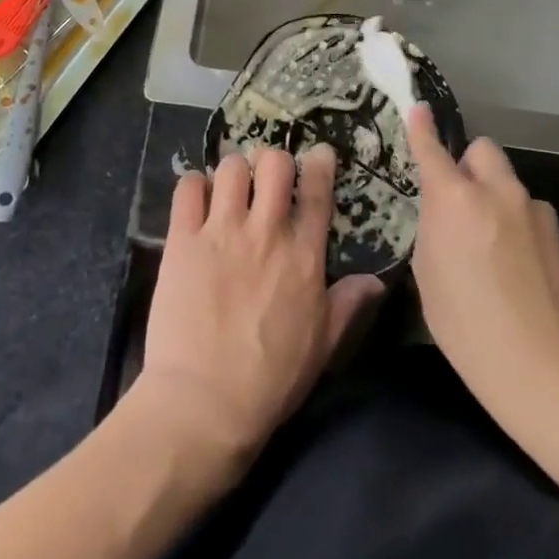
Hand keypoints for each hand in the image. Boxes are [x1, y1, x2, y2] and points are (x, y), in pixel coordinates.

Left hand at [133, 145, 383, 467]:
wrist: (204, 404)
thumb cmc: (270, 381)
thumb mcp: (323, 348)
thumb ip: (348, 306)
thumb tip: (376, 281)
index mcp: (303, 256)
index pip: (317, 191)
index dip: (320, 164)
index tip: (319, 153)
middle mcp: (265, 232)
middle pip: (274, 163)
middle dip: (273, 161)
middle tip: (266, 178)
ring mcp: (221, 232)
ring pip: (231, 167)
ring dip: (233, 171)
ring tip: (229, 188)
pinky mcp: (182, 240)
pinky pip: (187, 188)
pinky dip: (193, 185)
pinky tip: (196, 198)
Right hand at [407, 105, 558, 420]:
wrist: (545, 369)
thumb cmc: (468, 327)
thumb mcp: (429, 275)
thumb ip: (435, 229)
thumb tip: (444, 214)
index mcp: (455, 199)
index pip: (433, 150)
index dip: (422, 128)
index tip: (419, 109)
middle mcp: (498, 192)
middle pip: (483, 150)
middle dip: (471, 165)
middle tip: (464, 201)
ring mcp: (535, 211)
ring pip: (510, 186)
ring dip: (499, 202)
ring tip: (498, 252)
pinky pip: (532, 216)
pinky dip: (523, 230)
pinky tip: (524, 273)